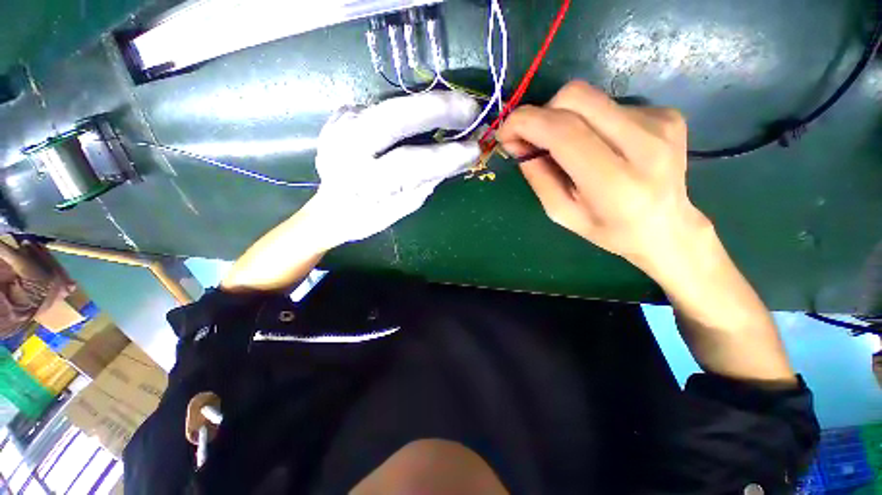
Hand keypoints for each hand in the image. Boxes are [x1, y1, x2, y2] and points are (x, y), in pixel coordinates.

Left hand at [311, 91, 480, 246]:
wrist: (331, 208)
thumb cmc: (370, 216)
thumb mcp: (405, 205)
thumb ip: (431, 179)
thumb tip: (463, 156)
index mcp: (363, 182)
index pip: (409, 163)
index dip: (446, 155)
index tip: (475, 149)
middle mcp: (346, 148)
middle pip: (393, 117)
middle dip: (437, 109)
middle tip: (471, 109)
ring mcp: (339, 125)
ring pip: (390, 103)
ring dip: (427, 104)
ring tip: (456, 110)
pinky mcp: (341, 114)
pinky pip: (383, 105)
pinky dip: (409, 109)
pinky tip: (423, 119)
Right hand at [496, 81, 709, 277]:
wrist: (666, 227)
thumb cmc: (607, 229)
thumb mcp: (560, 212)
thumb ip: (537, 175)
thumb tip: (516, 141)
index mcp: (615, 184)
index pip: (564, 132)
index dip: (525, 123)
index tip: (505, 132)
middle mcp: (645, 145)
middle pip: (576, 98)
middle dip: (542, 113)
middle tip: (535, 139)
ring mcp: (661, 123)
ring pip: (590, 97)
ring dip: (565, 119)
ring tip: (571, 148)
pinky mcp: (667, 114)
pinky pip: (609, 105)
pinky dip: (590, 121)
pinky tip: (599, 145)